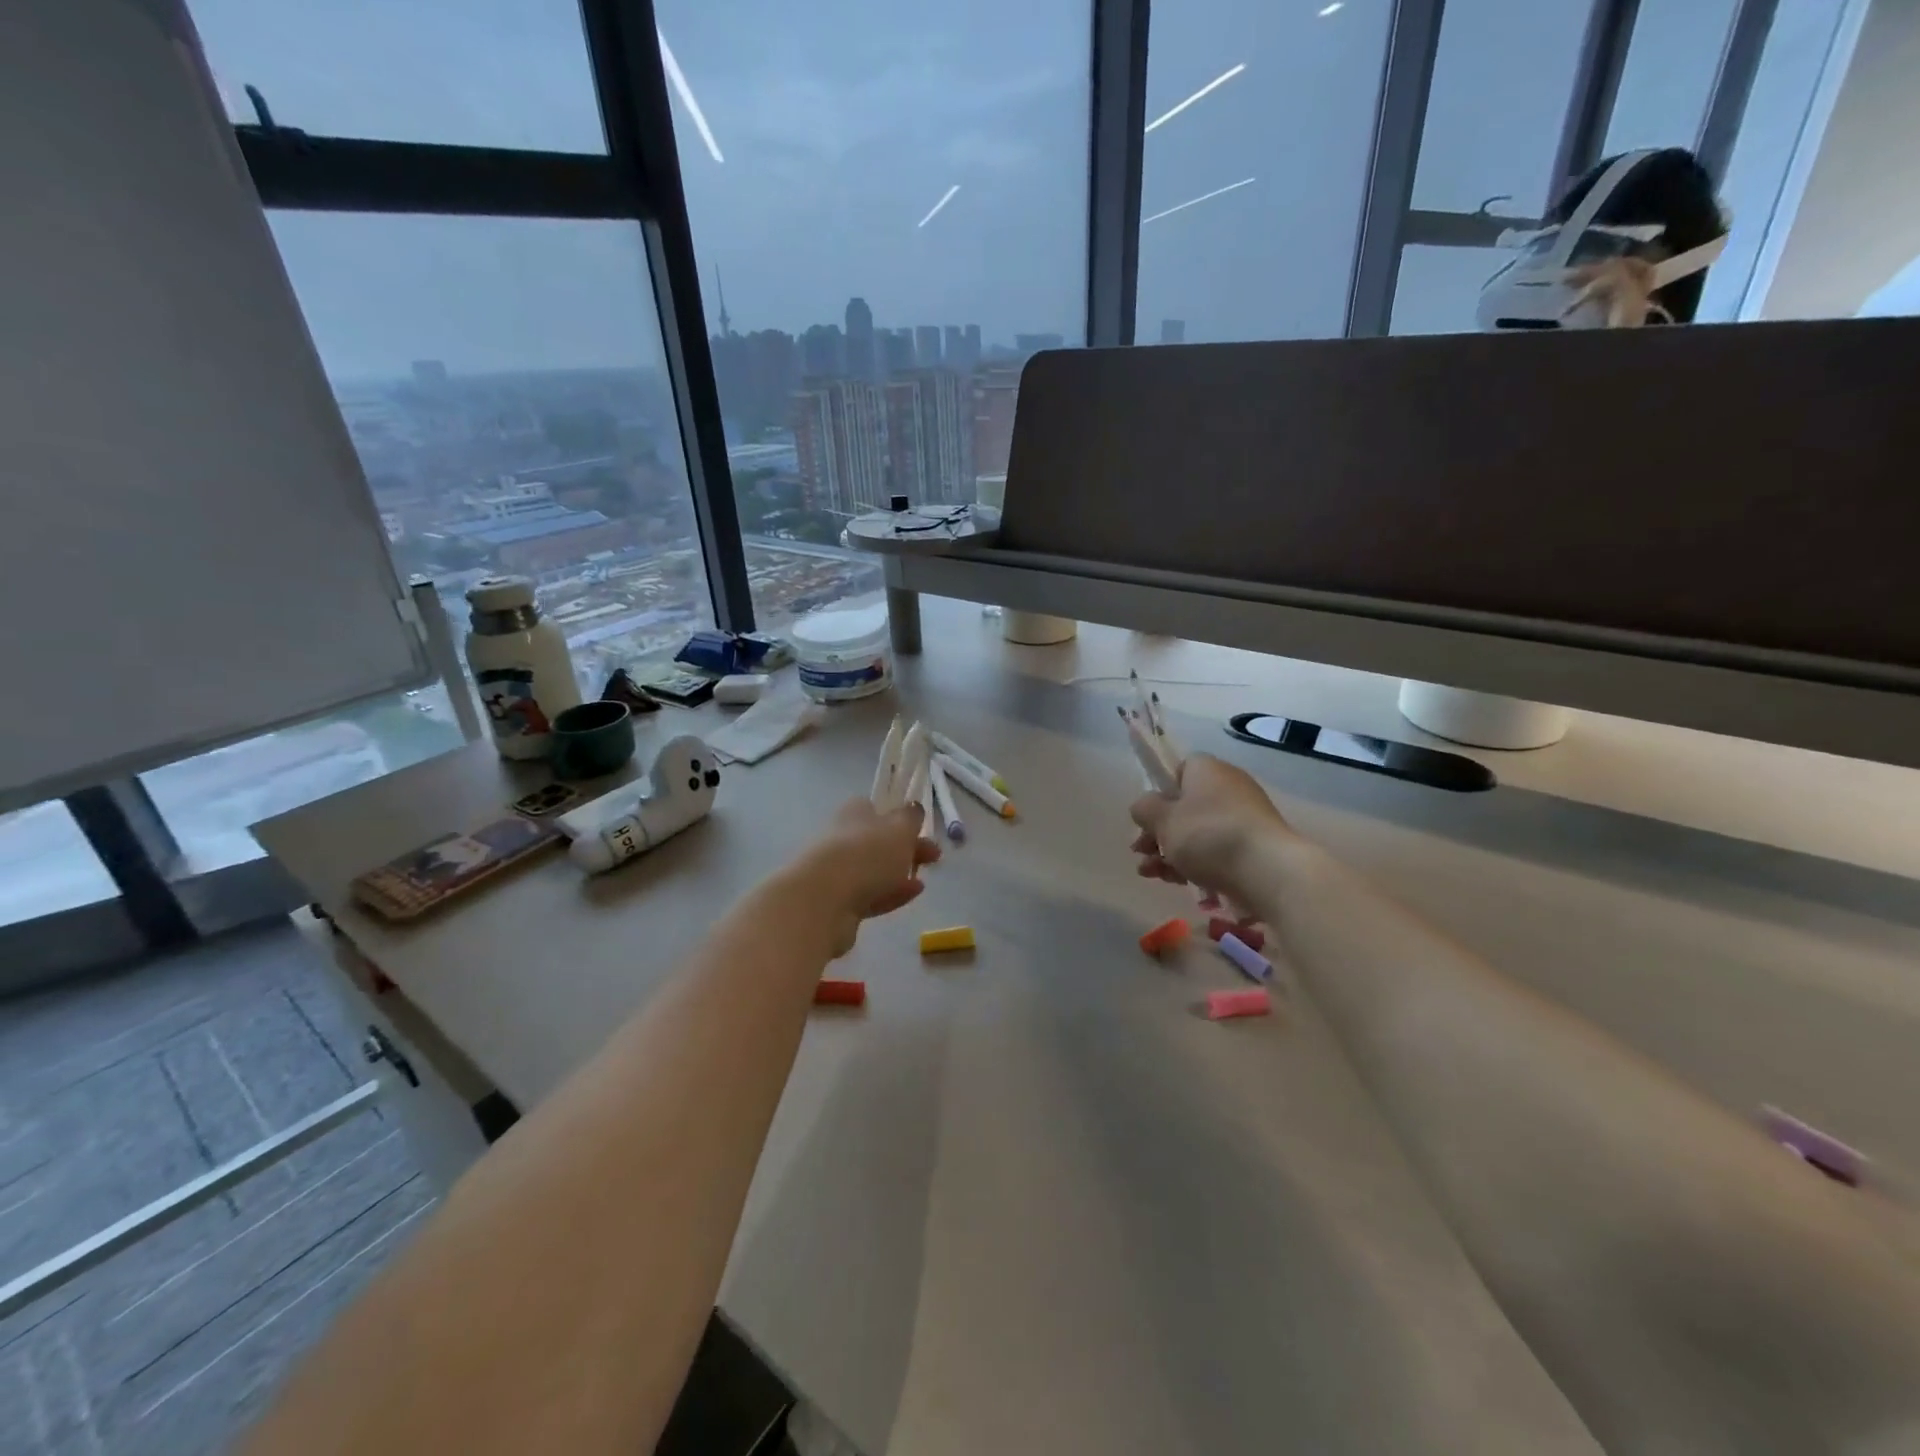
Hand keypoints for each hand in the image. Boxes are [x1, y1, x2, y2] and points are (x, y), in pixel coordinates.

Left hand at [794, 798, 941, 957]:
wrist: (822, 900)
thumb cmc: (866, 854)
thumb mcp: (900, 828)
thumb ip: (911, 817)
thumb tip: (913, 808)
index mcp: (854, 812)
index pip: (878, 809)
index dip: (902, 819)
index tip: (924, 830)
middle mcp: (842, 837)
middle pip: (878, 841)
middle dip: (907, 848)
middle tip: (934, 857)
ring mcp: (837, 871)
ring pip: (874, 869)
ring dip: (899, 873)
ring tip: (923, 880)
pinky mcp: (836, 902)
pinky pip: (870, 894)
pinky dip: (891, 893)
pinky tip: (911, 895)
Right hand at [1130, 754, 1295, 908]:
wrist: (1269, 872)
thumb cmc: (1209, 836)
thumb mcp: (1163, 820)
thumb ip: (1144, 809)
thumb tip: (1145, 807)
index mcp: (1206, 769)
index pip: (1177, 770)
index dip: (1159, 793)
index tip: (1148, 817)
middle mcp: (1228, 787)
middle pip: (1184, 806)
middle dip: (1158, 831)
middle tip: (1140, 851)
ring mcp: (1244, 818)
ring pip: (1197, 832)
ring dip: (1170, 851)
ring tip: (1150, 874)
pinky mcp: (1254, 847)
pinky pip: (1216, 850)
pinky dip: (1195, 863)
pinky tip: (1177, 881)